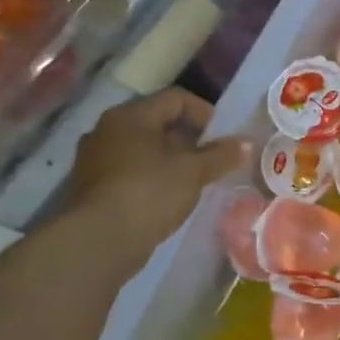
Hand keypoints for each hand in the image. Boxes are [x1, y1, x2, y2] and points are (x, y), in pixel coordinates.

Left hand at [62, 90, 249, 269]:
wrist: (99, 240)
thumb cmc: (150, 192)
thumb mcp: (194, 172)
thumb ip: (222, 155)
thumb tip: (246, 143)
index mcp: (131, 116)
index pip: (176, 98)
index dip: (205, 113)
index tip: (224, 137)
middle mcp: (108, 129)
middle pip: (158, 123)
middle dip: (190, 139)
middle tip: (213, 160)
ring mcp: (96, 159)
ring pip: (144, 149)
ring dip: (172, 161)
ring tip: (195, 181)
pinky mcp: (93, 187)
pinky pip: (131, 171)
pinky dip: (153, 178)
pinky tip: (169, 198)